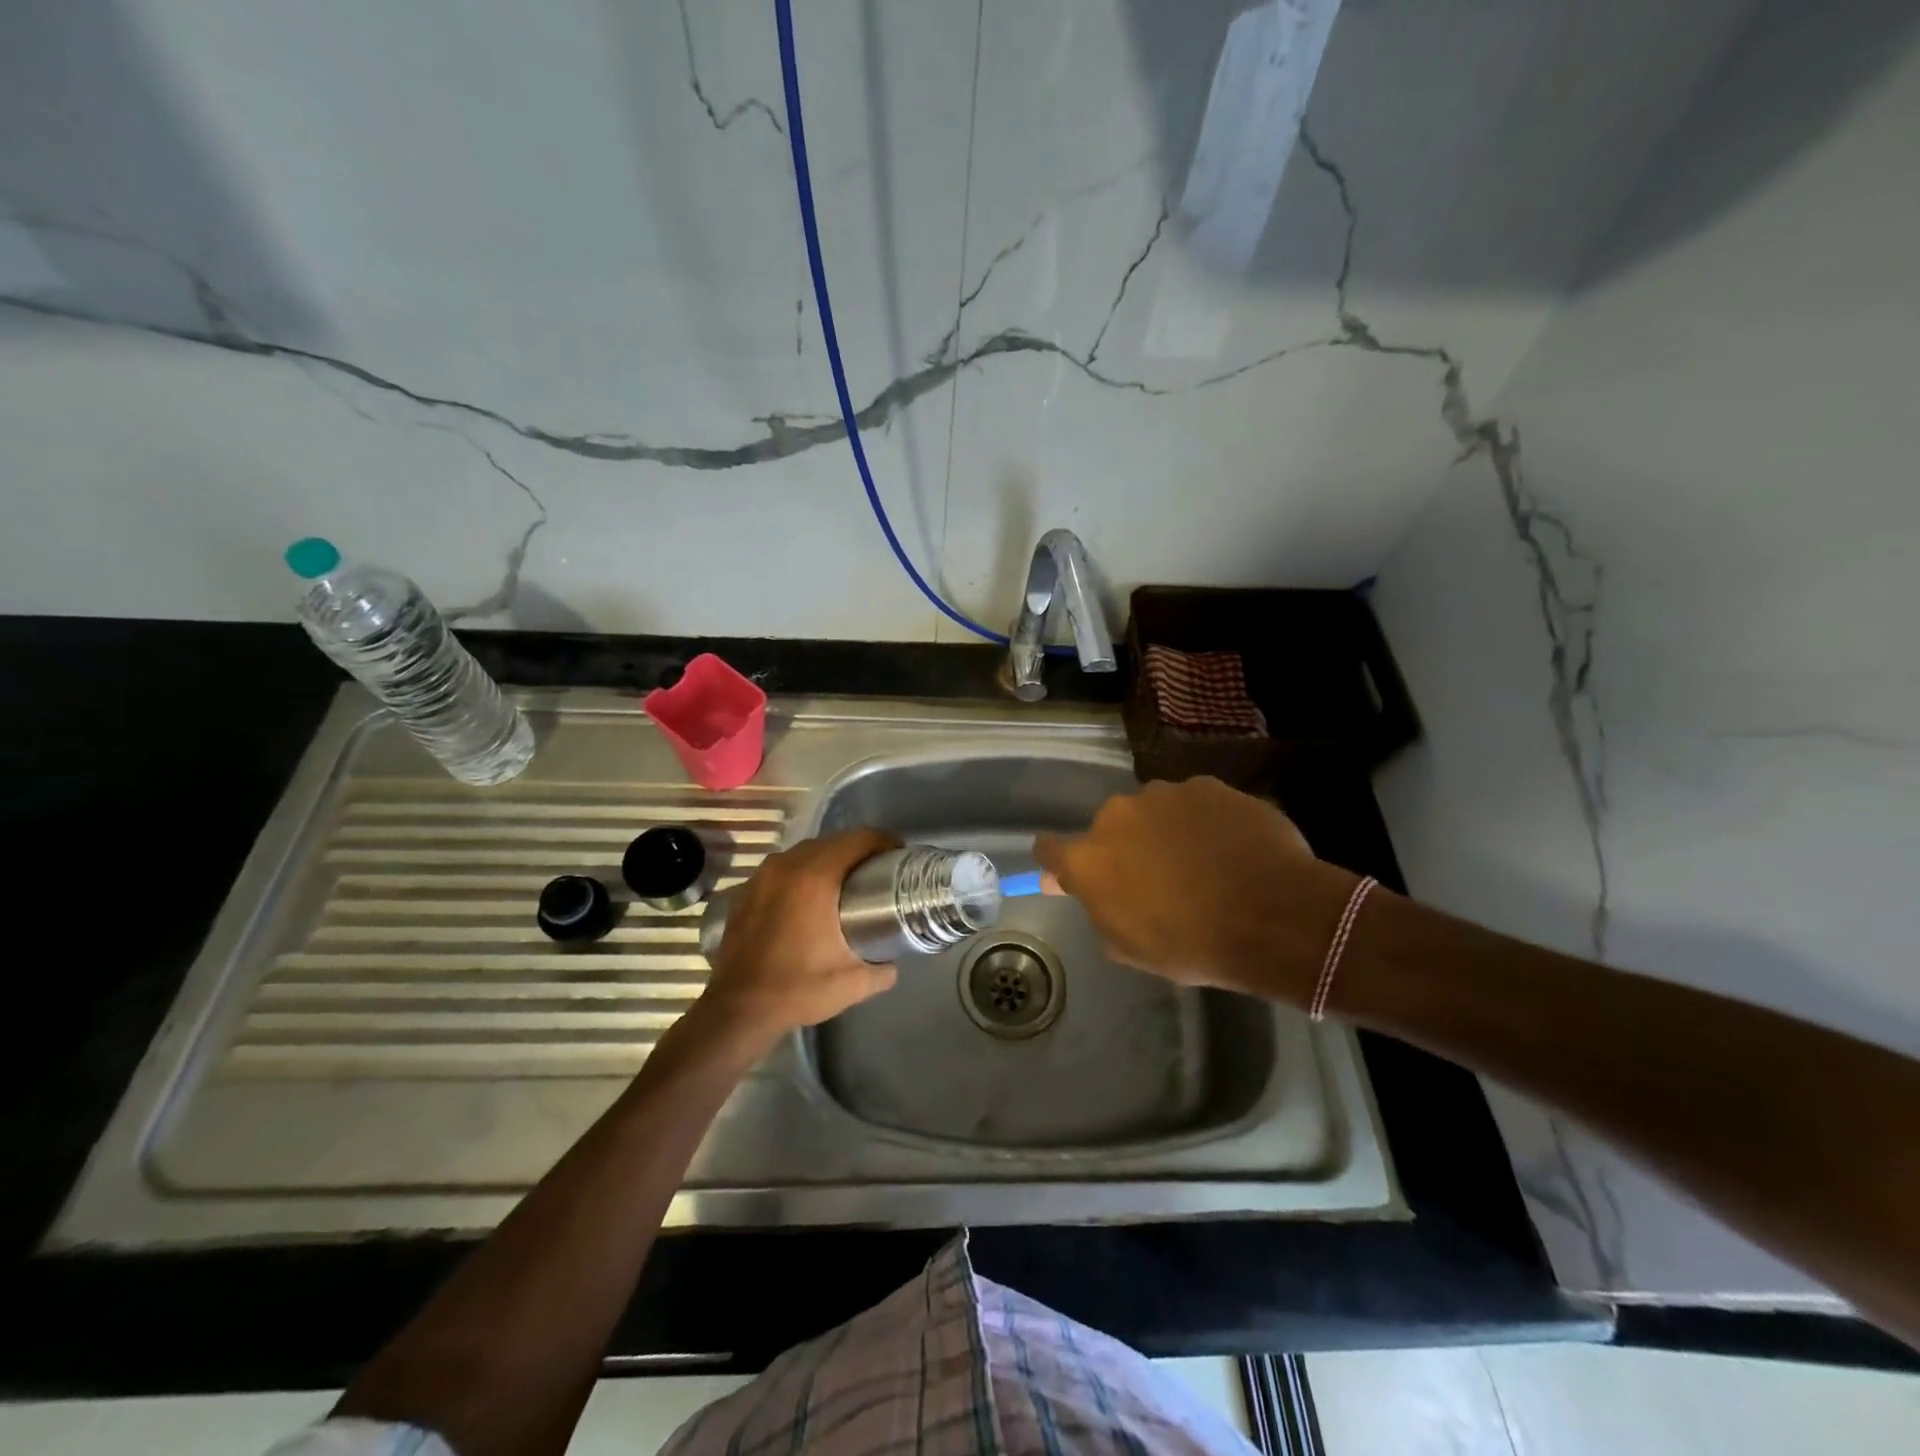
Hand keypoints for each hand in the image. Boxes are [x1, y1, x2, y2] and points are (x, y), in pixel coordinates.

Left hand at [697, 828, 901, 1043]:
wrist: (738, 1009)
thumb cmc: (798, 988)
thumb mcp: (854, 983)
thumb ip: (883, 968)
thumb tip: (893, 961)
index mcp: (816, 877)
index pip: (859, 840)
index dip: (884, 843)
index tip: (899, 858)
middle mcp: (787, 865)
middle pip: (833, 842)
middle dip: (859, 851)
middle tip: (879, 873)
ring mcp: (763, 875)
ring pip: (806, 852)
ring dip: (829, 860)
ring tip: (847, 884)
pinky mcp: (747, 889)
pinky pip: (784, 869)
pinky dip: (803, 874)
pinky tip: (810, 899)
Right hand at [1034, 776, 1356, 1000]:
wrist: (1272, 916)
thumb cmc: (1192, 944)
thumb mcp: (1130, 947)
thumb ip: (1097, 909)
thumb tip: (1074, 886)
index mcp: (1090, 858)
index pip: (1048, 847)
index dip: (1058, 861)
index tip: (1071, 874)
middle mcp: (1116, 815)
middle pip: (1109, 827)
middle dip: (1125, 846)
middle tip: (1156, 876)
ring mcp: (1164, 794)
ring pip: (1152, 810)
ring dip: (1164, 829)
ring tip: (1202, 860)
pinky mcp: (1207, 785)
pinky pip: (1194, 802)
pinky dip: (1203, 820)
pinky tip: (1230, 846)